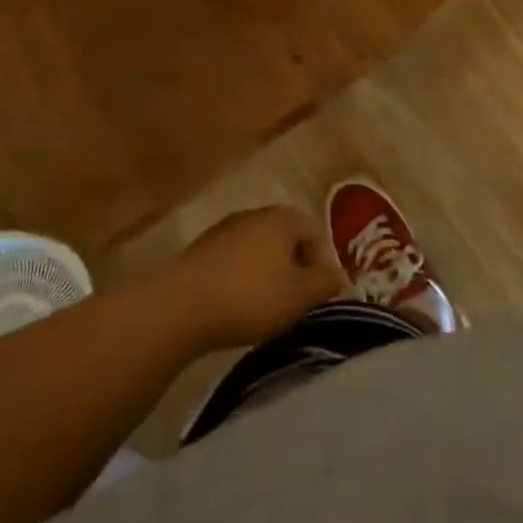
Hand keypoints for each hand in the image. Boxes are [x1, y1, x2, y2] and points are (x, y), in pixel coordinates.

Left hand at [161, 206, 344, 352]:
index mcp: (284, 218)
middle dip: (296, 267)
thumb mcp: (299, 296)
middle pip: (287, 238)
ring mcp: (226, 229)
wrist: (180, 306)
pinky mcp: (202, 250)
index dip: (323, 264)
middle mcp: (256, 214)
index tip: (321, 296)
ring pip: (260, 249)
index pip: (316, 232)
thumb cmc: (249, 297)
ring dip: (268, 273)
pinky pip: (234, 261)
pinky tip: (237, 305)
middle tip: (297, 302)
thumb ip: (325, 284)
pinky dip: (242, 278)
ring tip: (267, 307)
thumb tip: (342, 276)